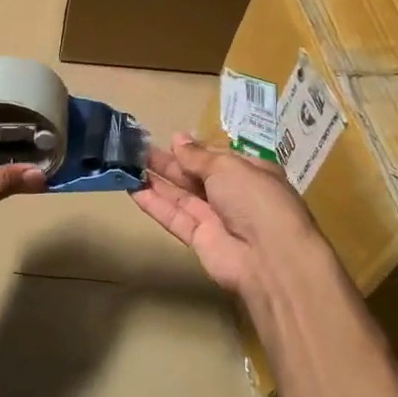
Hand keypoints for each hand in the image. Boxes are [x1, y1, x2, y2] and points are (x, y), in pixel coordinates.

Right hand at [133, 133, 341, 301]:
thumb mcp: (228, 166)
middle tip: (138, 149)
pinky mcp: (200, 239)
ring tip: (128, 164)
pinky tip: (133, 189)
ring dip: (157, 180)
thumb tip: (178, 138)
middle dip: (170, 162)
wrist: (269, 257)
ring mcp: (217, 218)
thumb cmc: (255, 199)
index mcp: (251, 172)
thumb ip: (198, 155)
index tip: (169, 139)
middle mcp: (234, 194)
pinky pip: (175, 217)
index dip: (195, 149)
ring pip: (182, 195)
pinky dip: (155, 204)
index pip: (218, 157)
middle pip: (196, 175)